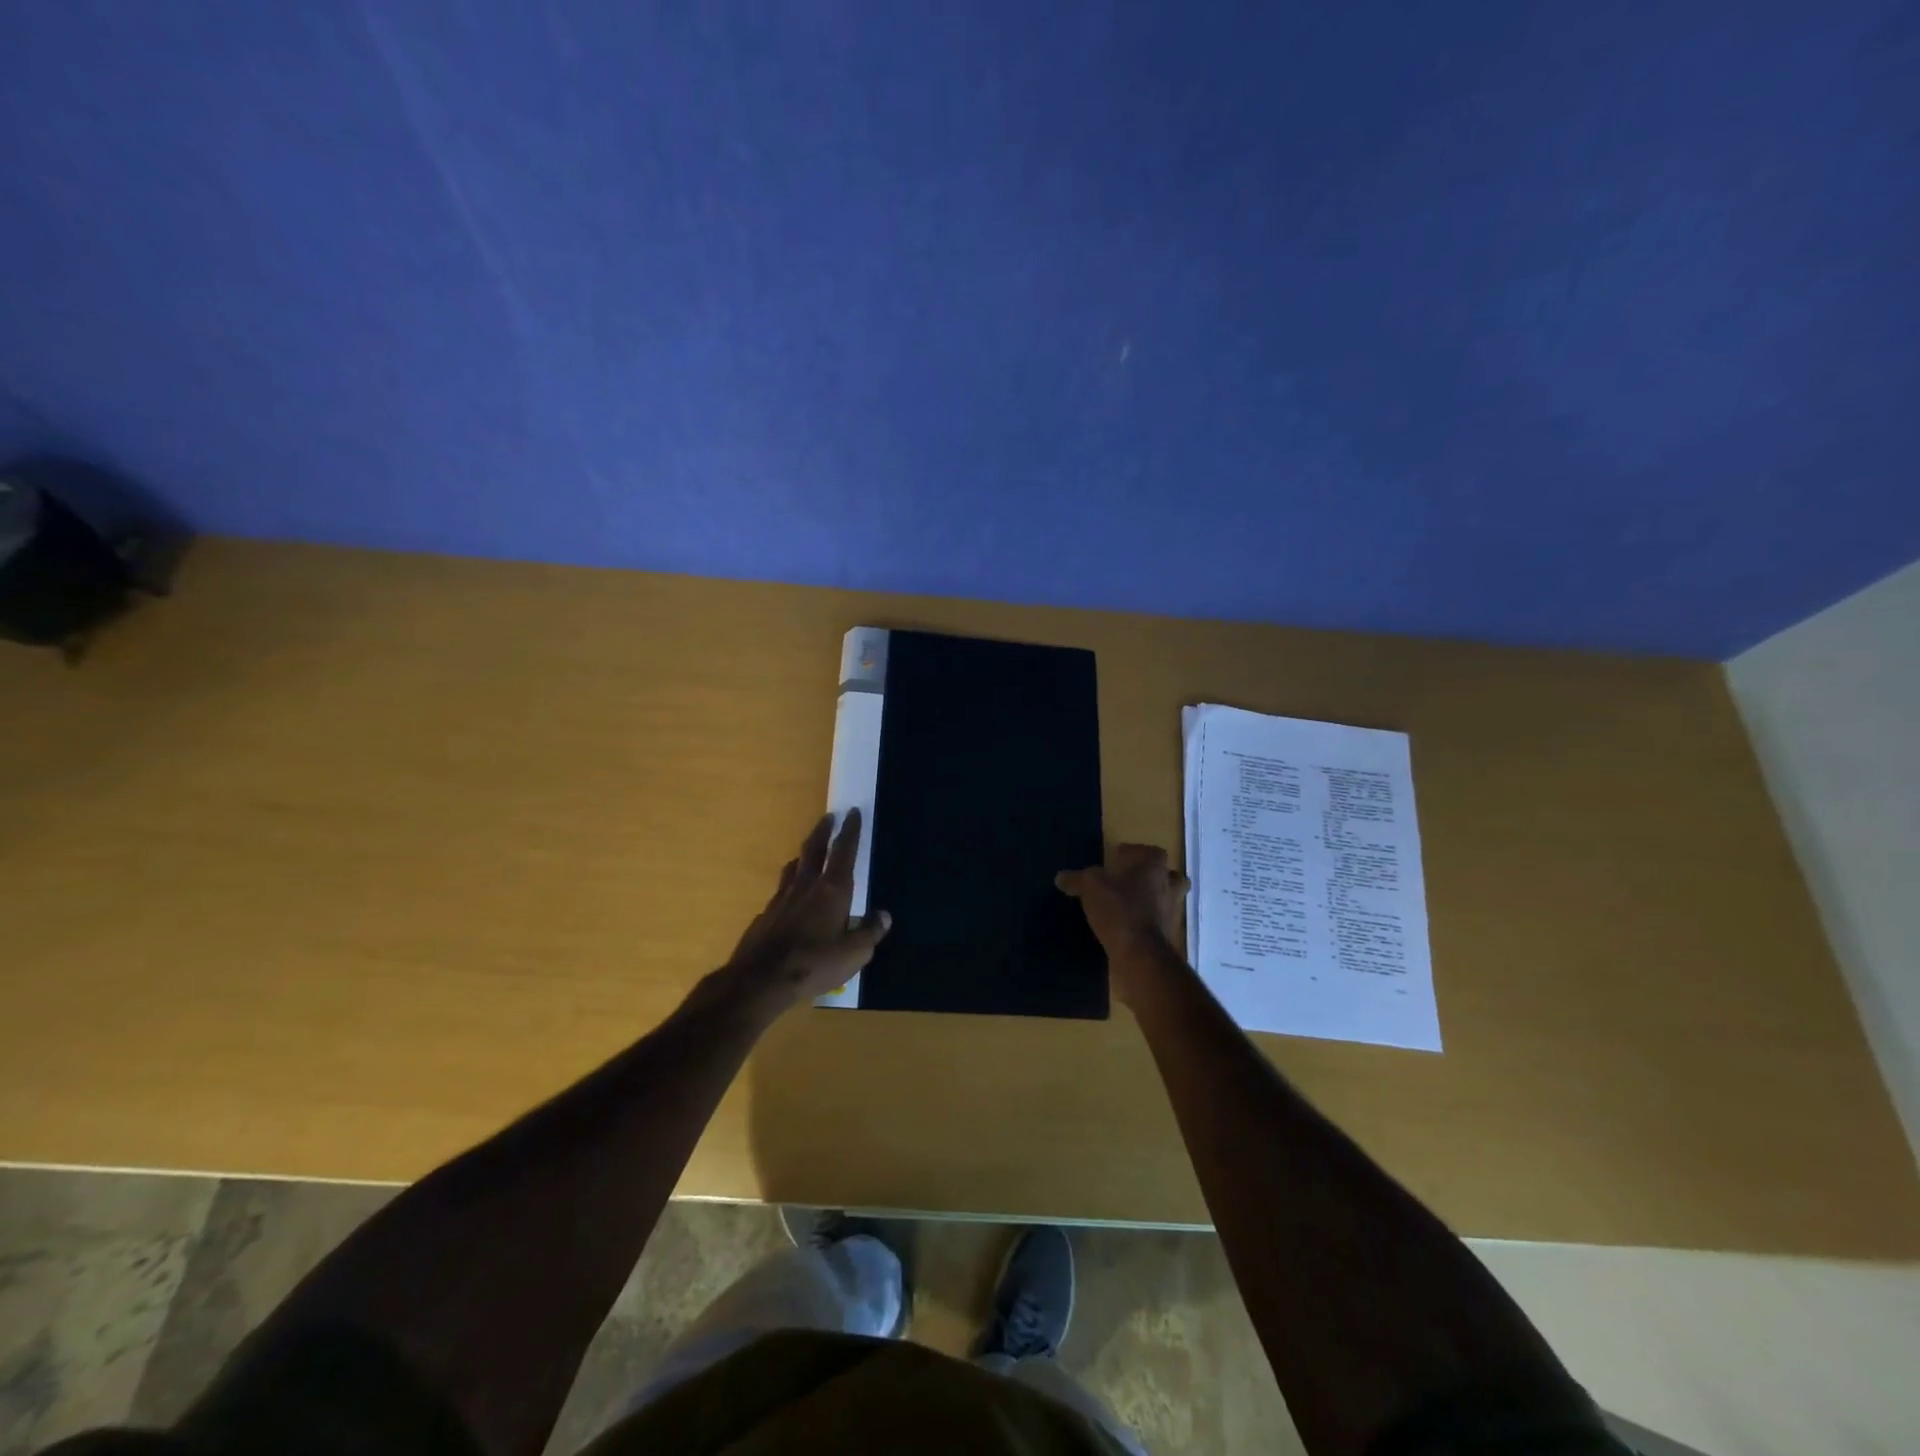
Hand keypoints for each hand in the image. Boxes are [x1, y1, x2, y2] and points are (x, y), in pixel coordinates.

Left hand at [722, 809, 890, 1015]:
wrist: (761, 980)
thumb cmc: (815, 963)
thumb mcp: (854, 954)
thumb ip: (870, 932)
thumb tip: (883, 915)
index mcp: (833, 890)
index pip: (844, 851)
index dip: (850, 831)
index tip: (853, 812)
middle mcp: (806, 886)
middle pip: (814, 849)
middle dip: (823, 831)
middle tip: (829, 817)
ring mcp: (781, 899)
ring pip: (794, 868)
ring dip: (803, 856)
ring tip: (808, 853)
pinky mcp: (765, 915)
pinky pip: (780, 893)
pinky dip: (789, 887)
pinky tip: (790, 899)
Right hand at [1056, 844, 1188, 1003]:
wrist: (1141, 954)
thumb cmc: (1119, 909)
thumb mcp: (1090, 887)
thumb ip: (1077, 879)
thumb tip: (1061, 877)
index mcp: (1154, 864)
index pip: (1147, 851)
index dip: (1130, 854)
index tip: (1114, 861)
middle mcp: (1169, 884)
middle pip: (1165, 874)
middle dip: (1149, 877)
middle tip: (1127, 882)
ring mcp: (1173, 910)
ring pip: (1164, 899)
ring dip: (1149, 900)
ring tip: (1125, 907)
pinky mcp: (1169, 935)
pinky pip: (1158, 922)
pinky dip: (1146, 923)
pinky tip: (1126, 928)